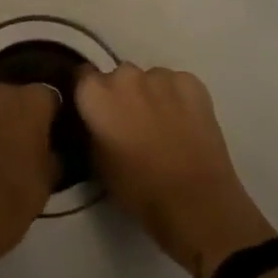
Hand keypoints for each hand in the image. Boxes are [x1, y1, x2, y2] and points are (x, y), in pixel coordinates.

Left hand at [0, 84, 59, 277]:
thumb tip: (49, 148)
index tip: (51, 132)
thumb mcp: (50, 176)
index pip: (47, 95)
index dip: (50, 113)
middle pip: (13, 97)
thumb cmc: (18, 194)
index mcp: (30, 102)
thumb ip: (51, 151)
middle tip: (22, 141)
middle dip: (18, 113)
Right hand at [74, 63, 275, 277]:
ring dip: (150, 95)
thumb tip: (97, 121)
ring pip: (149, 79)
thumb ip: (92, 130)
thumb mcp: (97, 162)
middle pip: (117, 76)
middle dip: (121, 94)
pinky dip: (178, 98)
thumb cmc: (138, 189)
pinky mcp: (192, 82)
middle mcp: (124, 76)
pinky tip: (185, 123)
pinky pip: (177, 84)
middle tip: (131, 122)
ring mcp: (160, 76)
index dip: (89, 94)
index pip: (82, 76)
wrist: (196, 201)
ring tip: (162, 125)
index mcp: (94, 94)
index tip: (96, 111)